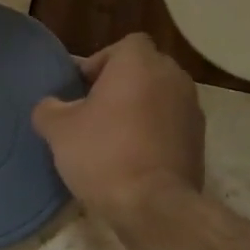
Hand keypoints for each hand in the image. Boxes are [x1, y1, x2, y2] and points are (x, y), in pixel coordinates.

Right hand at [31, 33, 204, 223]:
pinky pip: (171, 124)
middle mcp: (173, 76)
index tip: (82, 90)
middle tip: (95, 113)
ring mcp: (192, 108)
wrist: (154, 204)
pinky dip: (155, 133)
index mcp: (140, 63)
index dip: (101, 63)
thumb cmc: (104, 155)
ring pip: (159, 97)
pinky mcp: (199, 139)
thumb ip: (49, 109)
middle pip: (143, 70)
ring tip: (114, 138)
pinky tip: (135, 158)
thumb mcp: (59, 131)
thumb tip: (50, 106)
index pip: (123, 45)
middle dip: (121, 86)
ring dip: (140, 110)